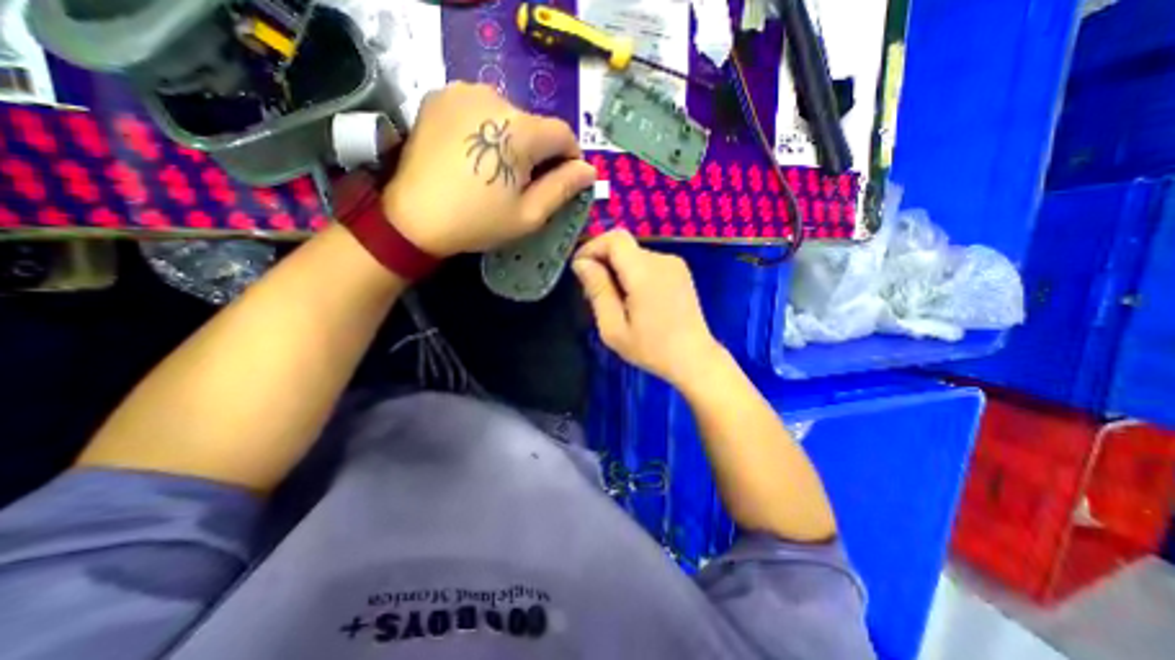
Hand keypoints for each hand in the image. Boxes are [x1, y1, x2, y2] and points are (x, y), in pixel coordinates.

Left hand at [387, 82, 597, 257]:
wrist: (414, 218)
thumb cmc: (478, 221)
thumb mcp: (529, 214)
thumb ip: (563, 188)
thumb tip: (589, 170)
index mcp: (521, 130)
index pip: (563, 134)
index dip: (569, 158)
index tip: (562, 180)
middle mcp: (494, 97)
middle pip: (535, 125)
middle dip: (538, 152)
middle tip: (523, 183)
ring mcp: (463, 92)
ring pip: (508, 115)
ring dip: (512, 139)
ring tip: (495, 169)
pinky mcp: (440, 96)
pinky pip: (480, 109)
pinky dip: (486, 129)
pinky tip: (474, 153)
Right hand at [571, 229, 726, 387]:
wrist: (695, 359)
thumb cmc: (651, 349)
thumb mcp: (613, 327)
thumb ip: (598, 290)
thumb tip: (582, 263)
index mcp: (645, 272)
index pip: (614, 239)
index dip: (592, 247)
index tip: (580, 269)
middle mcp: (662, 260)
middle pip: (623, 247)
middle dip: (603, 263)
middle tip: (594, 294)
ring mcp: (675, 264)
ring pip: (634, 255)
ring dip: (618, 270)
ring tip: (614, 301)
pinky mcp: (680, 272)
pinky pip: (648, 263)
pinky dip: (633, 274)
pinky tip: (634, 299)